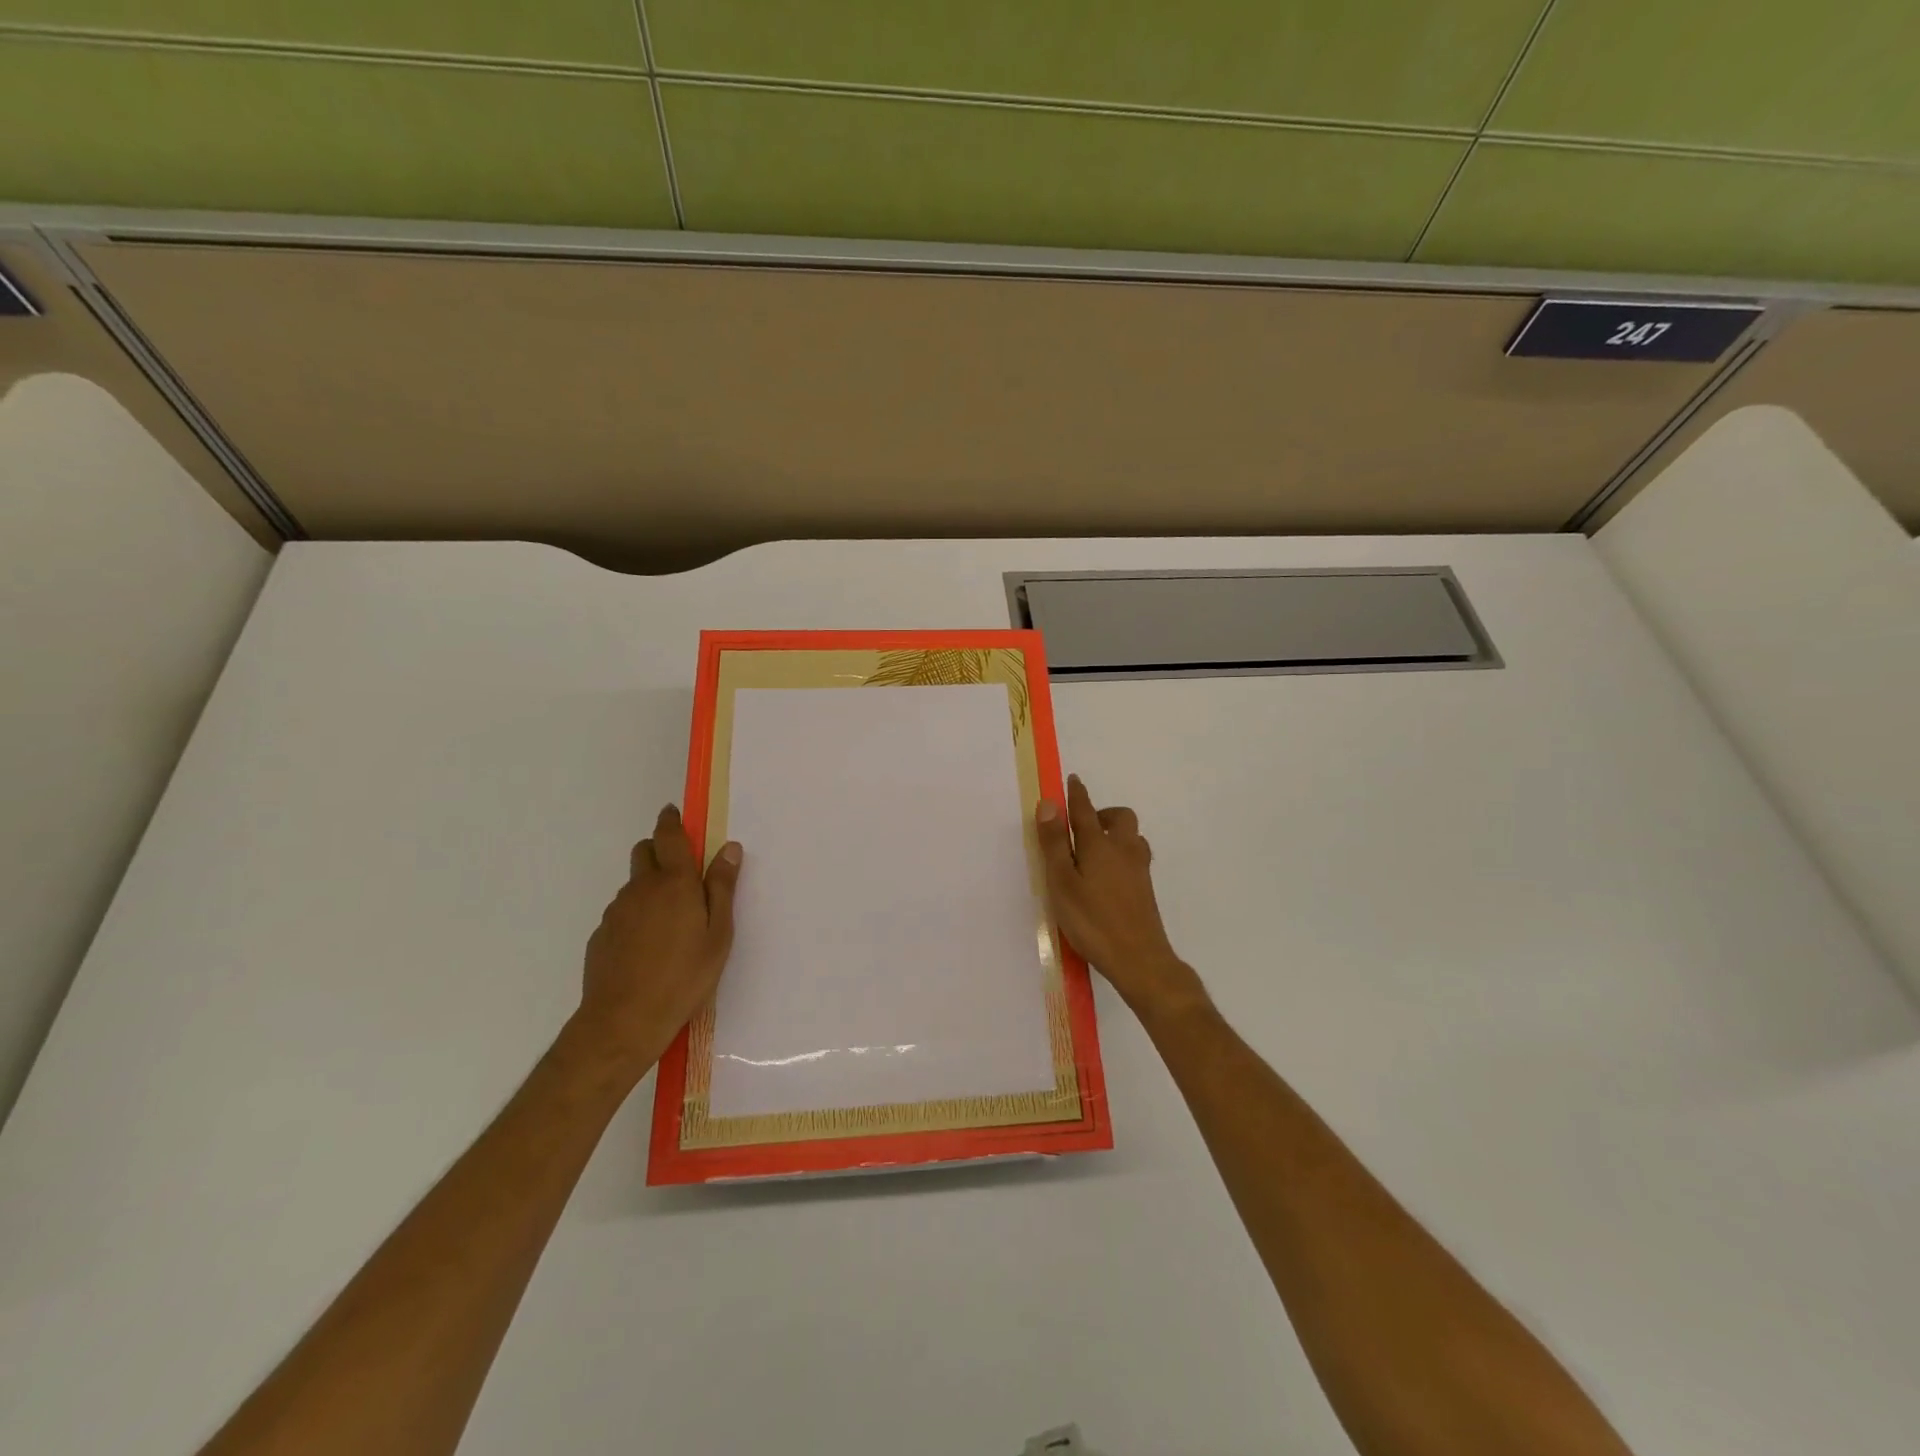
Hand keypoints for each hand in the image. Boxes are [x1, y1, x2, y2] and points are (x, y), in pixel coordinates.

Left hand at [574, 804, 741, 1079]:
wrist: (624, 1021)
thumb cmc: (685, 976)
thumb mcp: (718, 934)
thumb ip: (722, 887)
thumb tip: (728, 848)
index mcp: (675, 883)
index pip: (669, 837)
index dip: (671, 821)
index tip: (673, 812)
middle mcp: (641, 889)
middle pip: (644, 852)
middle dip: (659, 849)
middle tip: (681, 871)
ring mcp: (616, 912)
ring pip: (634, 884)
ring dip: (650, 887)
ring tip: (670, 921)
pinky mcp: (602, 935)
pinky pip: (622, 913)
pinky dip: (636, 915)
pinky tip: (649, 946)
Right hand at [1036, 775, 1207, 1023]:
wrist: (1139, 959)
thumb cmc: (1092, 920)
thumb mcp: (1062, 882)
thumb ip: (1055, 843)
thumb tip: (1049, 804)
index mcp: (1099, 845)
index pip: (1086, 810)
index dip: (1077, 794)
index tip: (1073, 780)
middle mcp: (1123, 850)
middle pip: (1120, 818)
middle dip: (1102, 813)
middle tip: (1082, 826)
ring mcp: (1139, 870)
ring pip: (1131, 837)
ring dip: (1115, 833)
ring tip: (1095, 849)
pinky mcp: (1145, 889)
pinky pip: (1135, 857)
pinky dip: (1122, 854)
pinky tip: (1109, 875)